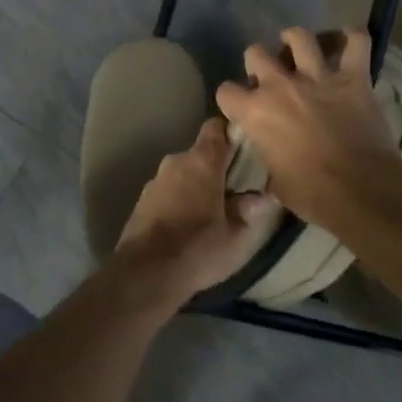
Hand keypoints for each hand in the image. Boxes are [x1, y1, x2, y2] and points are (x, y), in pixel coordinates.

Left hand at [112, 118, 272, 302]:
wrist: (146, 273)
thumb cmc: (198, 248)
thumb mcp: (236, 236)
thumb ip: (249, 211)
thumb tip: (260, 197)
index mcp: (202, 161)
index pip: (216, 127)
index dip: (230, 133)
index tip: (244, 150)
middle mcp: (175, 162)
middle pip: (200, 154)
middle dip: (216, 169)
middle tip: (234, 192)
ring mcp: (154, 181)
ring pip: (182, 174)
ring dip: (196, 186)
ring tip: (210, 213)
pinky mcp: (141, 201)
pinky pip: (167, 192)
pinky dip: (178, 201)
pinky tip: (186, 226)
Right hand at [214, 27, 401, 228]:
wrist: (360, 190)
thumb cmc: (312, 194)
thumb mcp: (275, 182)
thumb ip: (269, 159)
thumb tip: (273, 161)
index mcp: (255, 112)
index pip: (225, 91)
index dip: (231, 100)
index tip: (240, 109)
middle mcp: (280, 86)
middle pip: (255, 53)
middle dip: (257, 63)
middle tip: (269, 78)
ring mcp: (318, 77)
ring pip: (299, 37)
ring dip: (296, 40)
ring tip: (299, 48)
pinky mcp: (353, 78)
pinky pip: (356, 42)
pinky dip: (353, 38)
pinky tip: (349, 41)